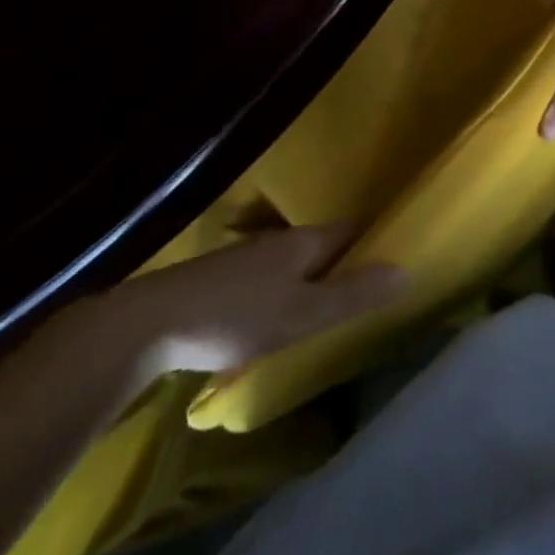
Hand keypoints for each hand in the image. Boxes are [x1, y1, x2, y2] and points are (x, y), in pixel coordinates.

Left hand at [92, 224, 406, 378]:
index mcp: (304, 242)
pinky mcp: (218, 280)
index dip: (374, 239)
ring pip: (291, 263)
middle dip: (343, 262)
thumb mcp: (302, 314)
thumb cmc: (236, 317)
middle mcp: (278, 241)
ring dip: (310, 279)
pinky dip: (280, 292)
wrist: (148, 324)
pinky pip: (265, 280)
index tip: (395, 255)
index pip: (351, 230)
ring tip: (322, 309)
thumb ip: (353, 295)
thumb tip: (406, 271)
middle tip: (364, 289)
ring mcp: (245, 258)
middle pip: (322, 245)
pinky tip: (271, 320)